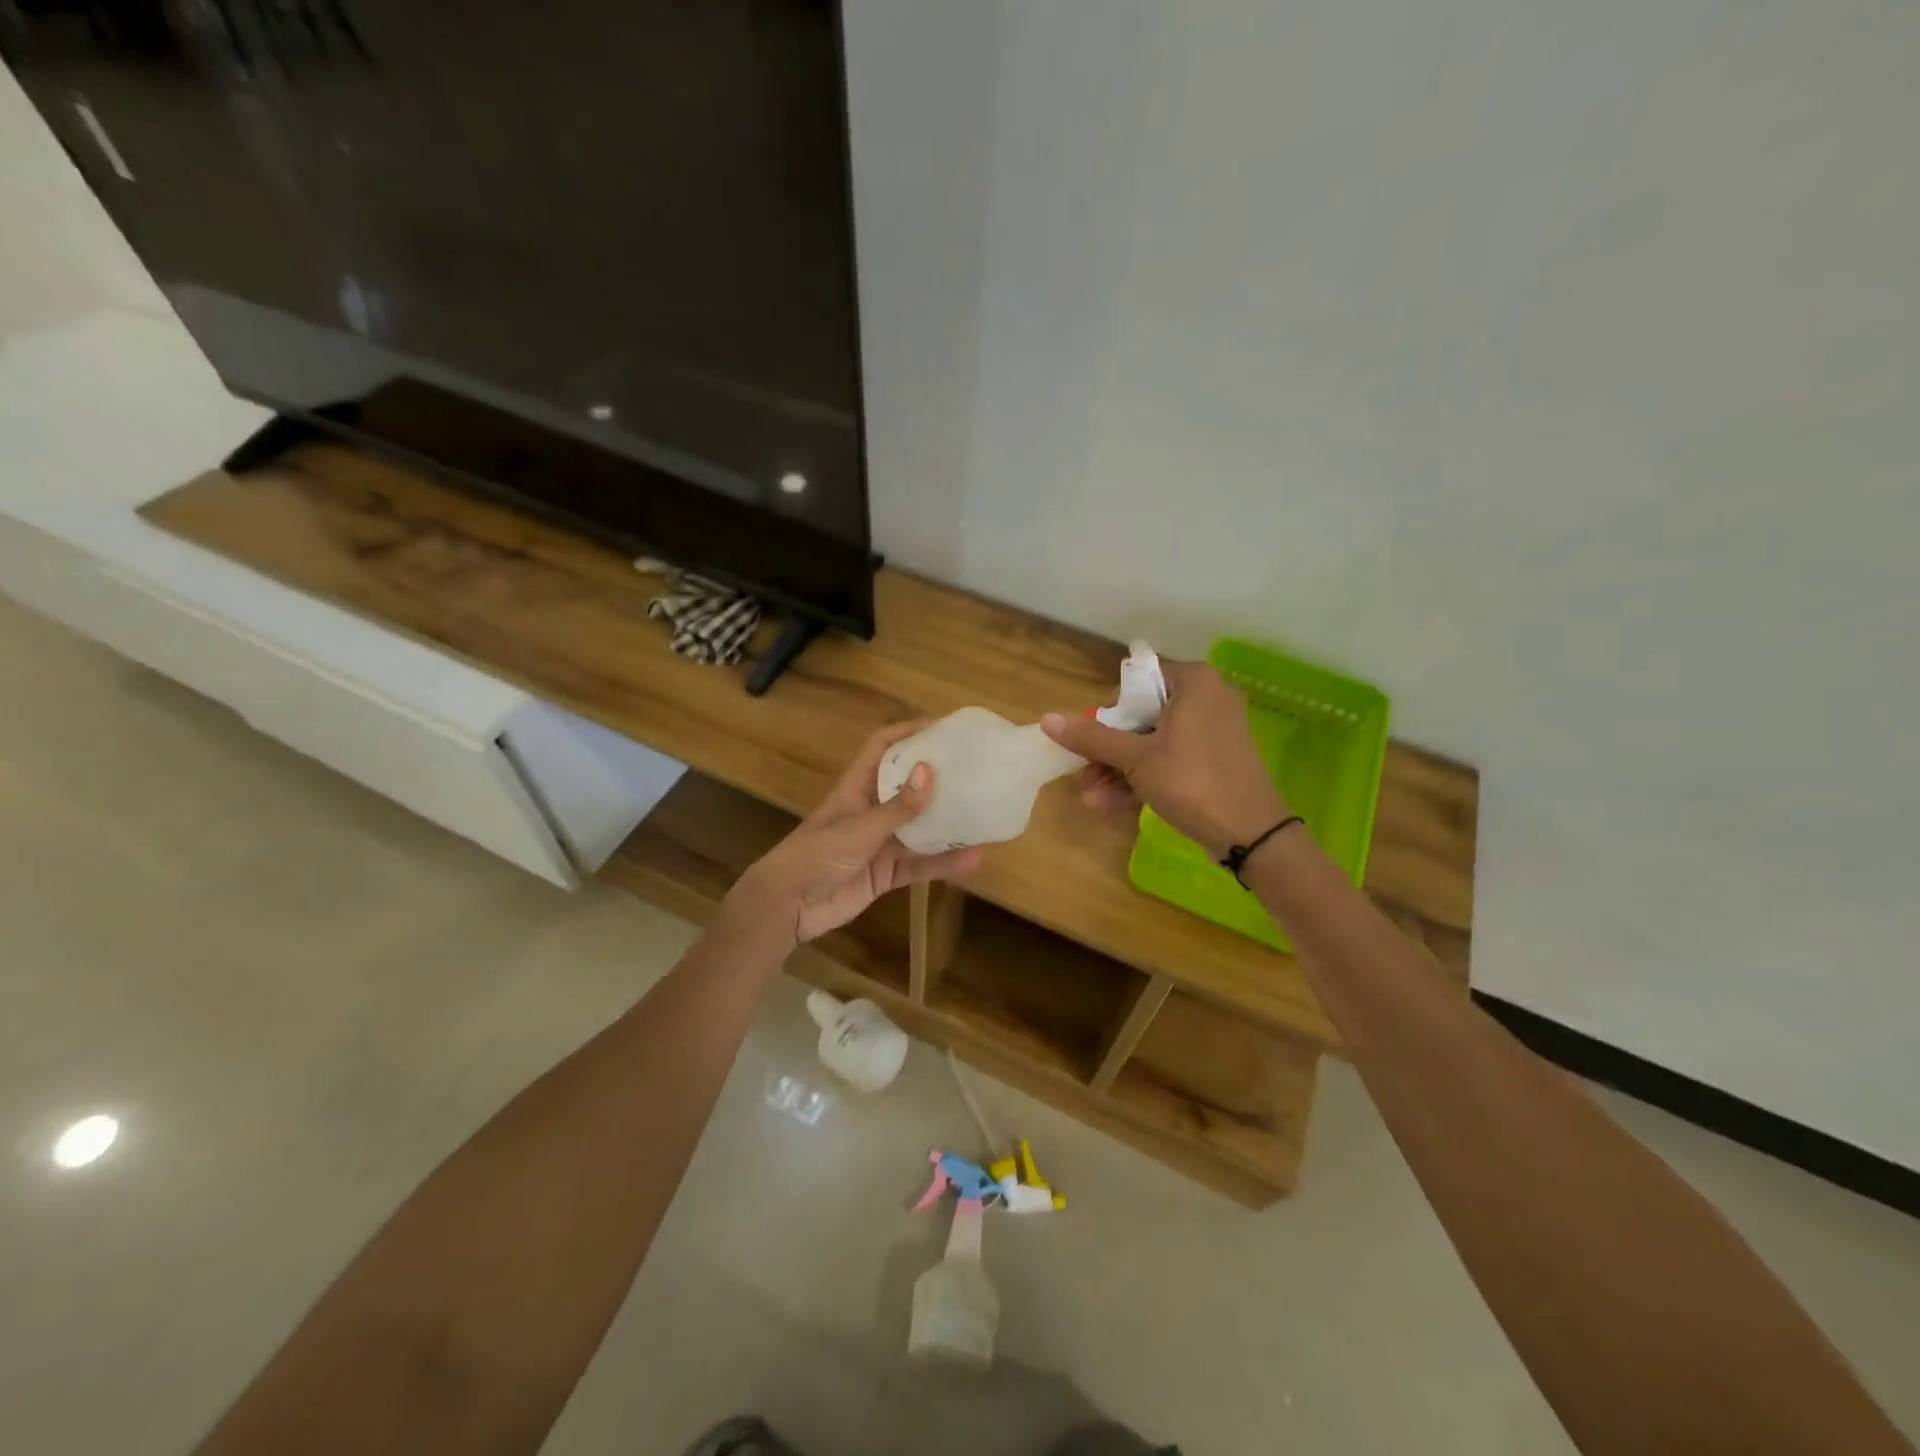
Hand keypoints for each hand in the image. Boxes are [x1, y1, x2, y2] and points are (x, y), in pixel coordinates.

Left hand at [724, 720, 983, 948]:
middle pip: (909, 785)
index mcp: (857, 787)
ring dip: (948, 822)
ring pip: (920, 827)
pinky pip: (920, 864)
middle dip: (939, 777)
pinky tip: (973, 858)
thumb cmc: (814, 855)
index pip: (884, 748)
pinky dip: (944, 862)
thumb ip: (896, 807)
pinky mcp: (886, 874)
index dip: (909, 732)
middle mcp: (871, 810)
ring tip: (984, 811)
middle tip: (977, 768)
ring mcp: (879, 843)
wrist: (787, 908)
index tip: (944, 726)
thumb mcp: (857, 829)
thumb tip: (931, 771)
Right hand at [1041, 660, 1287, 858]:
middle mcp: (1207, 698)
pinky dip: (1143, 778)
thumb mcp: (1136, 759)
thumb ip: (1092, 737)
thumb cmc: (1192, 781)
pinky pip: (1171, 760)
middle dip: (1108, 750)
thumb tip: (1046, 719)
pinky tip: (1110, 805)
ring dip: (1119, 770)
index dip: (1110, 709)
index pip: (1138, 680)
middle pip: (1142, 715)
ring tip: (1091, 798)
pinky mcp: (1215, 761)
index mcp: (1194, 682)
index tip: (1093, 738)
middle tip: (1084, 774)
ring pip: (1153, 743)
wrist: (1251, 834)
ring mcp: (1213, 732)